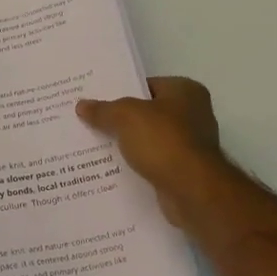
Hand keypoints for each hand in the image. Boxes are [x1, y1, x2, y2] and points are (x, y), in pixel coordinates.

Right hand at [77, 77, 232, 231]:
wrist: (191, 191)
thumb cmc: (163, 141)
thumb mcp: (125, 116)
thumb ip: (103, 110)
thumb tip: (82, 105)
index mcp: (186, 91)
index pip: (147, 85)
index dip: (121, 91)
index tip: (96, 99)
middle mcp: (194, 114)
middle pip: (148, 113)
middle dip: (122, 119)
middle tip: (91, 121)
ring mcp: (191, 145)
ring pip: (149, 139)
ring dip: (129, 144)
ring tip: (95, 145)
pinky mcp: (185, 171)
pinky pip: (154, 162)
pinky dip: (137, 164)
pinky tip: (113, 168)